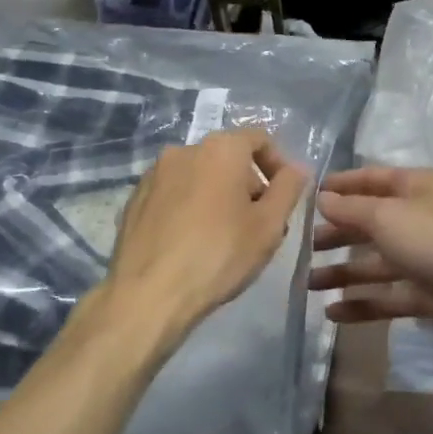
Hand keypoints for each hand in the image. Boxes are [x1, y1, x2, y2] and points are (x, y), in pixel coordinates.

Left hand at [105, 128, 307, 337]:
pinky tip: (193, 242)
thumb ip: (288, 188)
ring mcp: (154, 174)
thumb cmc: (219, 255)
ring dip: (218, 196)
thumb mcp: (269, 225)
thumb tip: (297, 168)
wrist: (148, 294)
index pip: (260, 139)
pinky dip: (190, 207)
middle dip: (248, 184)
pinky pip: (174, 194)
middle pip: (228, 157)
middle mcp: (184, 150)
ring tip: (226, 236)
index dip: (278, 165)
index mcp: (221, 148)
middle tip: (260, 223)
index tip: (284, 198)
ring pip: (199, 175)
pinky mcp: (135, 199)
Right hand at [308, 167, 432, 359]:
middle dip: (337, 233)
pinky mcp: (430, 294)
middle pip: (370, 223)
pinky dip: (362, 304)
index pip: (371, 179)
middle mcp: (419, 218)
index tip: (308, 196)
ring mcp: (426, 258)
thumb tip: (322, 198)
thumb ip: (351, 209)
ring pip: (376, 263)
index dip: (341, 186)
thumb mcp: (387, 216)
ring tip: (307, 284)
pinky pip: (388, 296)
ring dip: (343, 272)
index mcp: (414, 188)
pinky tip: (332, 313)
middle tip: (301, 247)